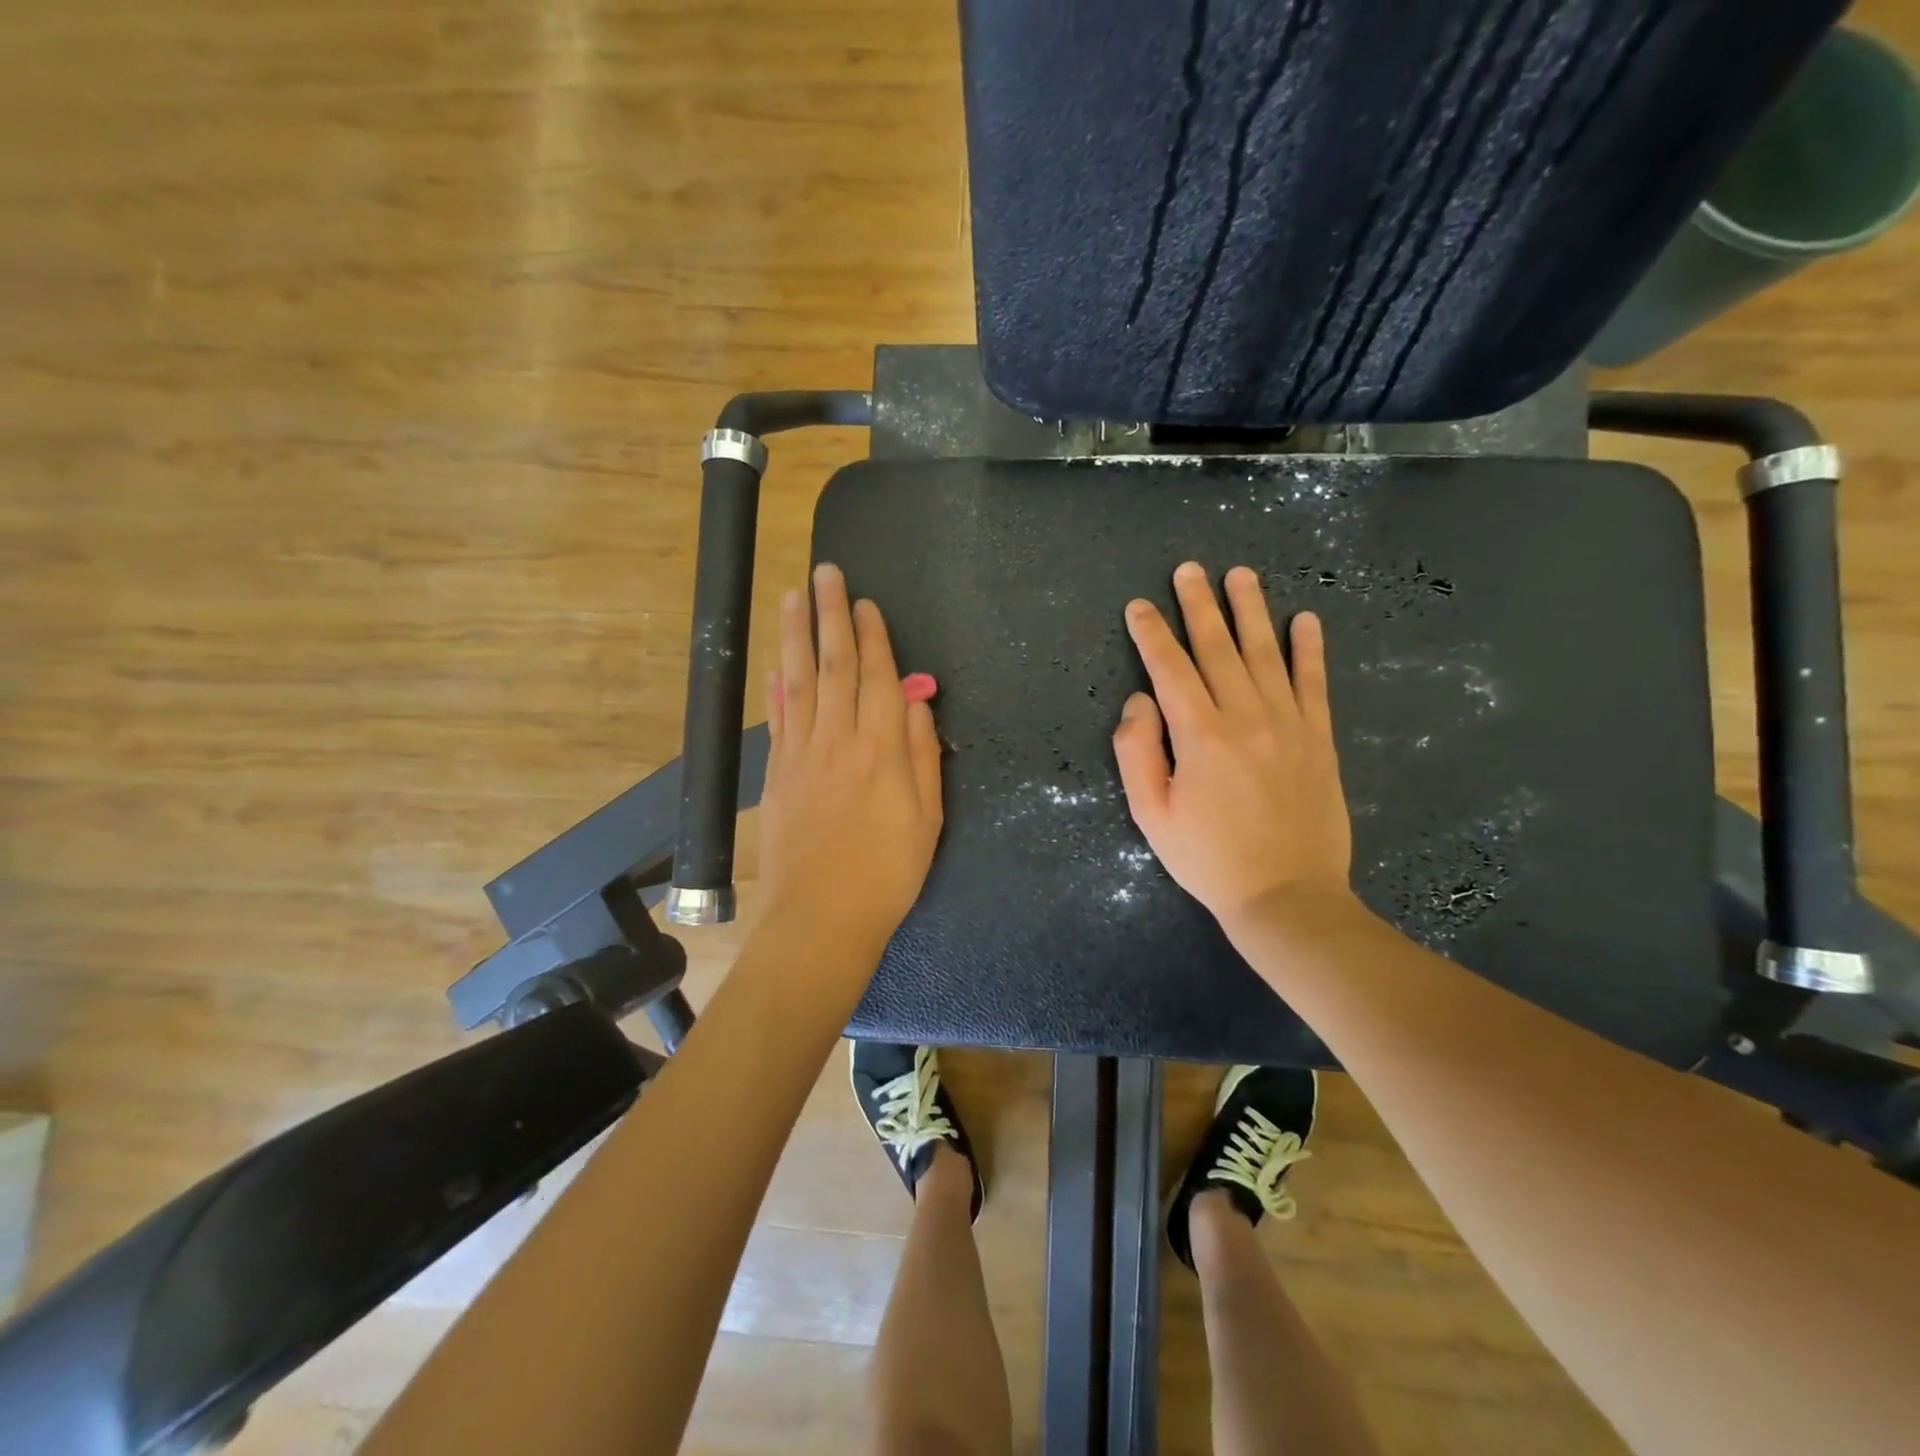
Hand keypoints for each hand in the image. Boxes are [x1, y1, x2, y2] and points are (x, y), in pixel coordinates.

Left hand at [758, 563, 944, 955]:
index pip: (876, 677)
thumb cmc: (888, 873)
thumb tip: (916, 706)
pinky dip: (777, 686)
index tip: (865, 603)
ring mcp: (802, 754)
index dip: (871, 636)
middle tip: (825, 573)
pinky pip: (779, 718)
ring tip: (793, 596)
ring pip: (799, 681)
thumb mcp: (928, 818)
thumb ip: (923, 756)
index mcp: (882, 749)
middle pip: (834, 665)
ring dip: (796, 635)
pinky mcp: (778, 773)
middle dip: (830, 615)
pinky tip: (777, 664)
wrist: (821, 917)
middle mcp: (839, 739)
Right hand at [1112, 562, 1353, 930]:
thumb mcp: (1151, 815)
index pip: (1170, 669)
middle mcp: (1246, 717)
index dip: (1151, 634)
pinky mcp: (1319, 738)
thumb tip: (1139, 701)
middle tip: (1189, 569)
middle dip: (1198, 605)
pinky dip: (1310, 649)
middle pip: (1218, 648)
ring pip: (1266, 653)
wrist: (1287, 896)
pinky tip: (1305, 620)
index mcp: (1200, 736)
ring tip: (1240, 575)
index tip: (1139, 606)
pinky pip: (1314, 683)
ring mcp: (1289, 724)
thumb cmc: (1208, 859)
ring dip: (1251, 611)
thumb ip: (1136, 753)